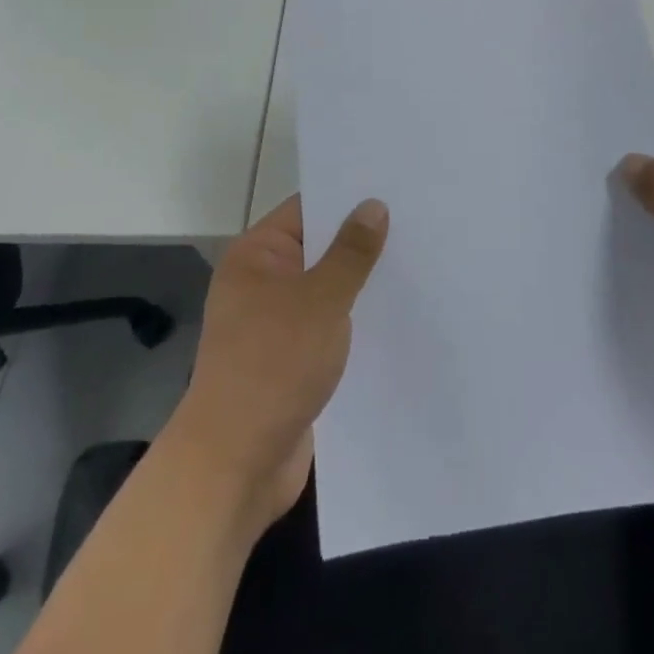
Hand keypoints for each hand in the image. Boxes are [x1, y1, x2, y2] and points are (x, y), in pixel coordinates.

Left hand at [169, 195, 387, 535]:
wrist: (235, 465)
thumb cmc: (273, 366)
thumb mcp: (320, 300)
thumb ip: (351, 252)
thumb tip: (373, 205)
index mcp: (256, 256)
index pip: (307, 209)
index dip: (348, 198)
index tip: (395, 187)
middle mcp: (261, 282)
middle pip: (318, 248)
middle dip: (362, 241)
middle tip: (418, 224)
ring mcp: (274, 323)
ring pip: (326, 289)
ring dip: (361, 284)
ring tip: (417, 264)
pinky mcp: (289, 359)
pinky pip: (327, 325)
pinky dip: (353, 320)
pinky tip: (394, 315)